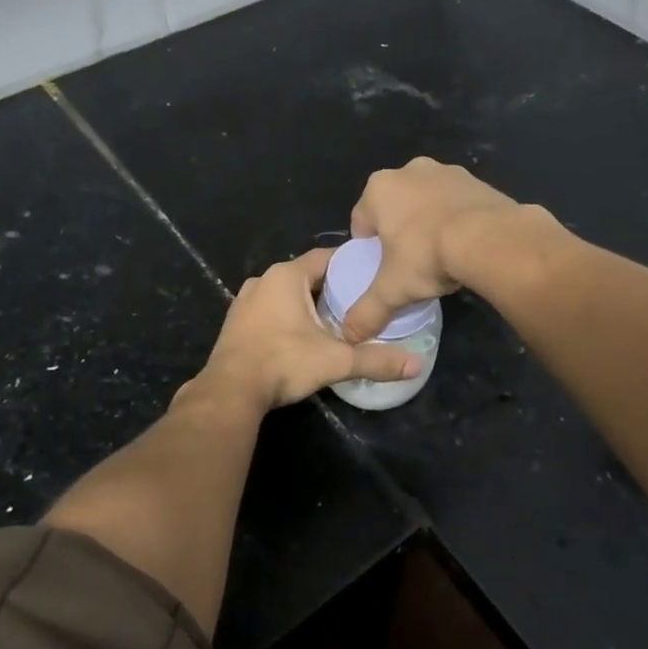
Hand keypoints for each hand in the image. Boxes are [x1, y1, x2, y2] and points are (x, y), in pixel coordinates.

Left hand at [199, 248, 419, 410]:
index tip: (372, 274)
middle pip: (306, 275)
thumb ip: (376, 360)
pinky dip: (287, 316)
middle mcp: (263, 279)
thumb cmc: (284, 362)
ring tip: (335, 319)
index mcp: (286, 276)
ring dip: (307, 303)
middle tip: (359, 301)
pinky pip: (269, 309)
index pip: (325, 257)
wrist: (230, 391)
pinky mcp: (236, 321)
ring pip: (286, 293)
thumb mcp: (336, 360)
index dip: (350, 264)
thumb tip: (417, 365)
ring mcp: (245, 300)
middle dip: (331, 287)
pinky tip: (302, 336)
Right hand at [344, 158, 521, 340]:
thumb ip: (367, 312)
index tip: (382, 269)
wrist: (490, 239)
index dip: (368, 248)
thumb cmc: (427, 256)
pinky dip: (457, 220)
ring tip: (441, 256)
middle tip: (411, 263)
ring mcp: (446, 171)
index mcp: (378, 189)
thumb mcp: (392, 290)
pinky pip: (457, 203)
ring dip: (429, 223)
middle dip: (399, 232)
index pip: (361, 221)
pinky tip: (466, 246)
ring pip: (427, 202)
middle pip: (395, 208)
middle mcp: (409, 170)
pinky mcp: (478, 180)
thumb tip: (349, 336)